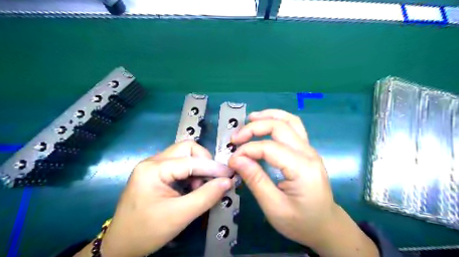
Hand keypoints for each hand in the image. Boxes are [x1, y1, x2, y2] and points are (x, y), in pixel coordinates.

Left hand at [90, 141, 232, 256]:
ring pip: (184, 155)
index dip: (213, 167)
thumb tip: (227, 181)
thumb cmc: (147, 231)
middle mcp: (153, 161)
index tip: (230, 175)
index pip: (191, 160)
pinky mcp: (156, 173)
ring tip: (201, 187)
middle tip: (212, 179)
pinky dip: (191, 173)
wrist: (120, 246)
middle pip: (186, 149)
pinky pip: (179, 164)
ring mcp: (153, 166)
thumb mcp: (180, 215)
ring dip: (198, 168)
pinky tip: (193, 187)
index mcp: (153, 169)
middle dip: (204, 161)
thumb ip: (206, 196)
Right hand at [227, 108, 378, 256]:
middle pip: (280, 126)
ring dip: (269, 116)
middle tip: (235, 137)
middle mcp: (308, 153)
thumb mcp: (274, 207)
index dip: (247, 150)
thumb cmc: (301, 222)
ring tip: (250, 118)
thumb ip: (255, 180)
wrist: (326, 226)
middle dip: (254, 127)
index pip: (269, 147)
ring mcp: (310, 149)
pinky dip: (277, 121)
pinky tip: (266, 123)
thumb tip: (236, 159)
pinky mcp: (307, 151)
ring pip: (290, 121)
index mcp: (302, 168)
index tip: (232, 160)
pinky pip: (293, 127)